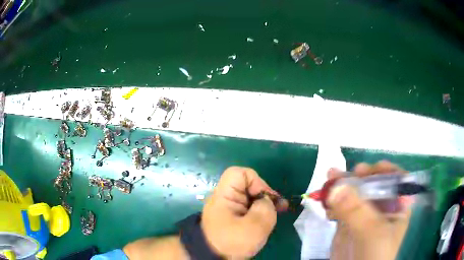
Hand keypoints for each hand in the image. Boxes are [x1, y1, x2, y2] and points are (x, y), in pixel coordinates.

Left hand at [201, 167, 287, 258]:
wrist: (213, 258)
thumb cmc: (232, 242)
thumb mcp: (254, 227)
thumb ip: (265, 208)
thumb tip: (265, 201)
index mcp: (225, 196)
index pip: (239, 173)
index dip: (256, 181)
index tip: (265, 199)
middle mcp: (225, 198)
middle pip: (248, 186)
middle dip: (265, 196)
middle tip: (280, 207)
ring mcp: (228, 208)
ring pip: (250, 198)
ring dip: (265, 205)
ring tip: (278, 214)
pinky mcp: (232, 218)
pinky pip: (248, 209)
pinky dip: (260, 213)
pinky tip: (268, 221)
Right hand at [327, 161, 411, 259]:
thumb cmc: (374, 255)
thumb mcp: (371, 232)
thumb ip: (356, 210)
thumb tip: (336, 187)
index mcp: (398, 205)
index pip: (395, 179)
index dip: (382, 171)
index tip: (364, 170)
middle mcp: (383, 206)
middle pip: (372, 183)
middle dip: (357, 177)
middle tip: (341, 173)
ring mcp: (365, 214)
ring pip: (355, 193)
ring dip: (342, 186)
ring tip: (328, 178)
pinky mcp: (350, 222)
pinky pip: (342, 206)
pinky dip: (333, 201)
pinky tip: (325, 200)